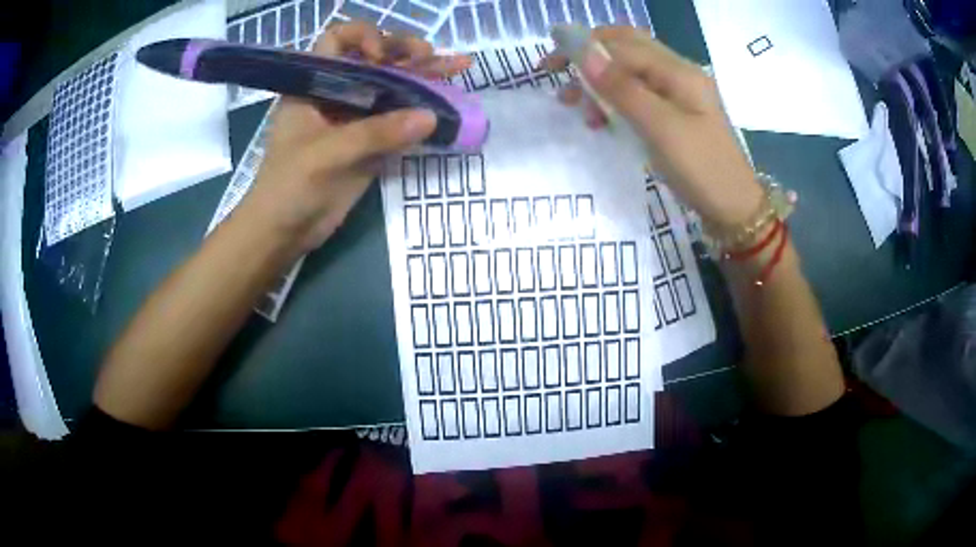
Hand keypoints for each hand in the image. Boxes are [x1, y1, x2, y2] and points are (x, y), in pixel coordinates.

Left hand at [238, 22, 470, 253]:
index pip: (337, 40)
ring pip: (392, 87)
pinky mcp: (371, 142)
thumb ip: (375, 133)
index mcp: (313, 84)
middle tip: (432, 58)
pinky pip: (400, 119)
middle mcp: (336, 93)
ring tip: (460, 66)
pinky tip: (449, 105)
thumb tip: (430, 116)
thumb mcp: (326, 154)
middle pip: (374, 59)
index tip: (379, 58)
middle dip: (404, 53)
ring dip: (424, 76)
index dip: (362, 38)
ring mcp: (355, 117)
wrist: (284, 232)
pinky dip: (423, 112)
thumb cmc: (288, 187)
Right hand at [546, 26, 762, 227]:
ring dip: (600, 81)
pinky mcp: (676, 113)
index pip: (623, 45)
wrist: (735, 210)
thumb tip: (585, 52)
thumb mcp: (661, 128)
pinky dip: (615, 99)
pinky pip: (639, 94)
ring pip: (630, 71)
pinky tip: (602, 118)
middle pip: (627, 49)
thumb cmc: (702, 170)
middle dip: (590, 58)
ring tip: (577, 107)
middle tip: (559, 76)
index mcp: (679, 72)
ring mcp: (679, 94)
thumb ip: (623, 88)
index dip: (584, 48)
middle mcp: (679, 74)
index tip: (549, 65)